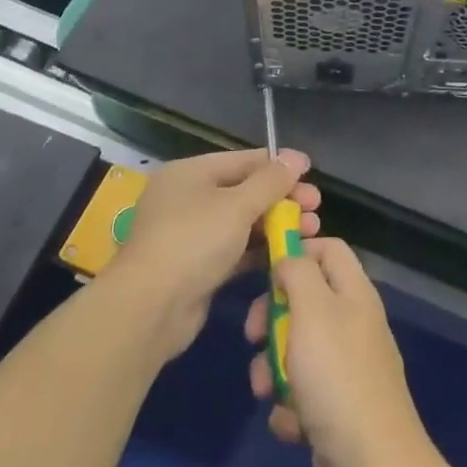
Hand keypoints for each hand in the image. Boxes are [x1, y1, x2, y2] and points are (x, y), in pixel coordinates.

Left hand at [115, 149, 320, 360]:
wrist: (150, 309)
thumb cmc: (194, 241)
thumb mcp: (237, 205)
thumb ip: (270, 181)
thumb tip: (295, 157)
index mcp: (190, 173)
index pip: (243, 160)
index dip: (278, 165)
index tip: (311, 172)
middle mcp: (188, 198)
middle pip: (244, 191)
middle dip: (282, 198)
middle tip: (316, 208)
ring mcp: (191, 235)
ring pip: (242, 222)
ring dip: (276, 225)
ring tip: (311, 231)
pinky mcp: (197, 267)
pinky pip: (235, 250)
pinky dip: (260, 250)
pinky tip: (288, 254)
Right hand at [245, 238, 435, 466]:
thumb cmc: (337, 377)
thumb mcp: (312, 311)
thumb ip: (298, 273)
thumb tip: (288, 256)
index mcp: (354, 293)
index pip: (328, 249)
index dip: (296, 251)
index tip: (263, 269)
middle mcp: (352, 324)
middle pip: (304, 300)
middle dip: (272, 318)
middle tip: (252, 335)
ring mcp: (345, 368)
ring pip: (295, 350)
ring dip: (272, 369)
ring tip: (267, 391)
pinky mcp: (335, 408)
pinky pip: (300, 393)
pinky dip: (289, 406)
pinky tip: (292, 423)